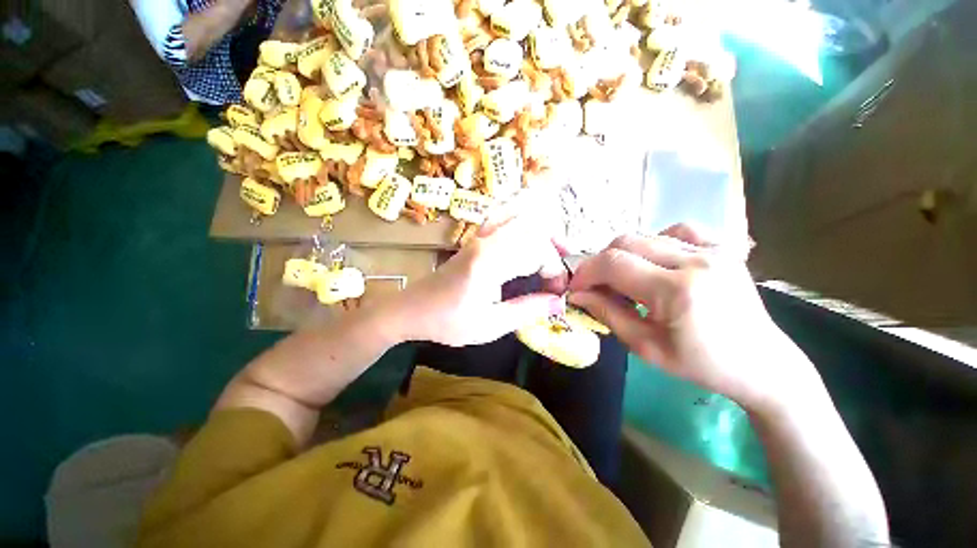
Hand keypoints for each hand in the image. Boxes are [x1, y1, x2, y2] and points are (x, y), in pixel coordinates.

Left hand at [393, 213, 566, 346]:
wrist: (413, 309)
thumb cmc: (449, 322)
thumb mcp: (491, 325)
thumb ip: (527, 310)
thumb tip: (559, 302)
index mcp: (489, 263)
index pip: (537, 252)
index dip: (554, 271)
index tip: (557, 293)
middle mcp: (486, 241)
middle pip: (534, 229)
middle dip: (553, 252)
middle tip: (557, 276)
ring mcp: (479, 235)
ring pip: (521, 216)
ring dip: (543, 232)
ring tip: (554, 251)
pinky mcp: (476, 237)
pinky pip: (504, 216)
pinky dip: (523, 221)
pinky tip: (529, 236)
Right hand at [568, 224, 818, 412]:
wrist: (761, 364)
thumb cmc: (701, 364)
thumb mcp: (645, 347)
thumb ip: (607, 314)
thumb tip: (578, 294)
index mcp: (676, 291)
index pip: (613, 264)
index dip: (586, 272)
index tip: (577, 287)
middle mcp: (695, 261)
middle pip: (626, 242)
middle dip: (601, 262)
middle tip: (597, 285)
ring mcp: (714, 250)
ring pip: (647, 235)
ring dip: (624, 255)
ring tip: (626, 278)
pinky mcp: (723, 248)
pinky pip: (678, 230)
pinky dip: (656, 241)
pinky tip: (656, 260)